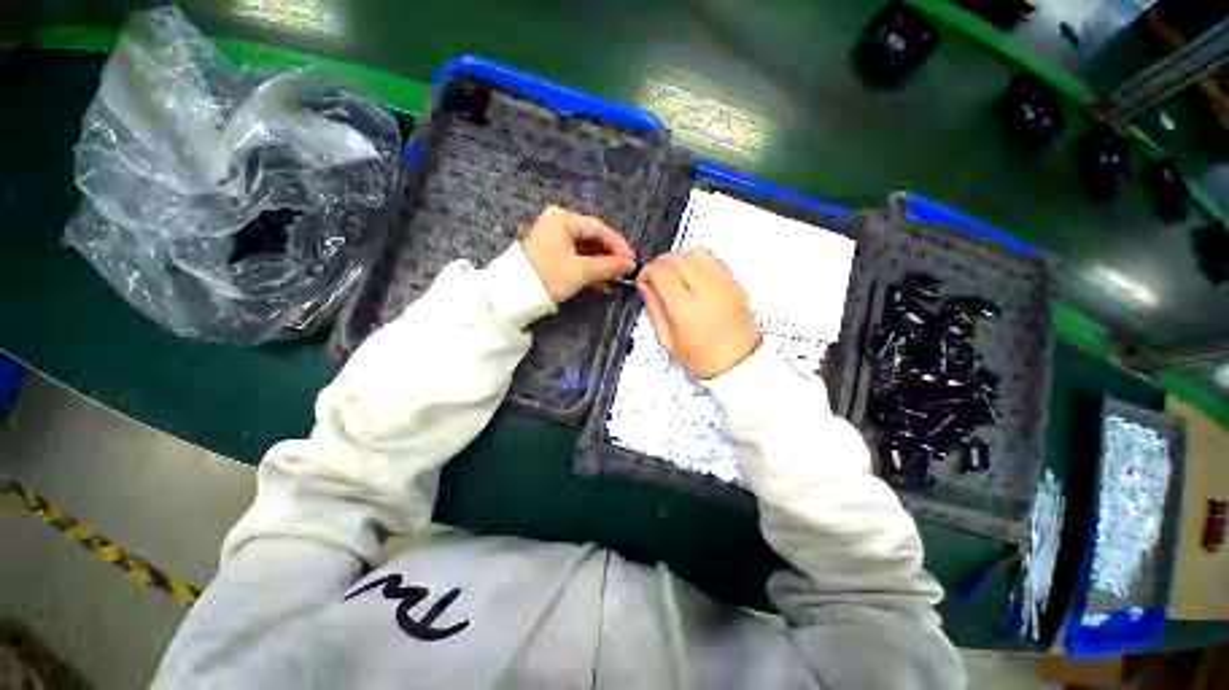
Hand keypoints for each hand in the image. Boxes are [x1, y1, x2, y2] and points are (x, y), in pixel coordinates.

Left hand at [521, 206, 635, 303]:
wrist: (515, 294)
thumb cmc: (549, 276)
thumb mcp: (581, 271)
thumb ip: (609, 266)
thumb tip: (630, 264)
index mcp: (563, 218)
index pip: (599, 228)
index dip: (618, 245)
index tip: (631, 261)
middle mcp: (558, 223)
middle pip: (592, 237)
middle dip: (609, 256)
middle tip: (623, 271)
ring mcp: (553, 237)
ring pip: (585, 249)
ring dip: (600, 264)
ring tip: (613, 279)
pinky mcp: (551, 252)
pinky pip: (576, 256)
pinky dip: (588, 268)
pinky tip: (600, 281)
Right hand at [638, 248, 760, 378]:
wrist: (738, 362)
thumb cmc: (703, 357)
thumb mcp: (668, 340)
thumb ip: (654, 309)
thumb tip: (645, 286)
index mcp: (685, 308)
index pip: (661, 272)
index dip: (647, 271)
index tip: (644, 280)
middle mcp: (706, 290)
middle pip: (677, 258)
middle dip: (661, 263)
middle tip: (657, 277)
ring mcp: (723, 284)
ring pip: (696, 253)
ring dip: (680, 259)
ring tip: (676, 275)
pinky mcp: (735, 282)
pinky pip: (713, 259)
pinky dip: (698, 262)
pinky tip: (694, 277)